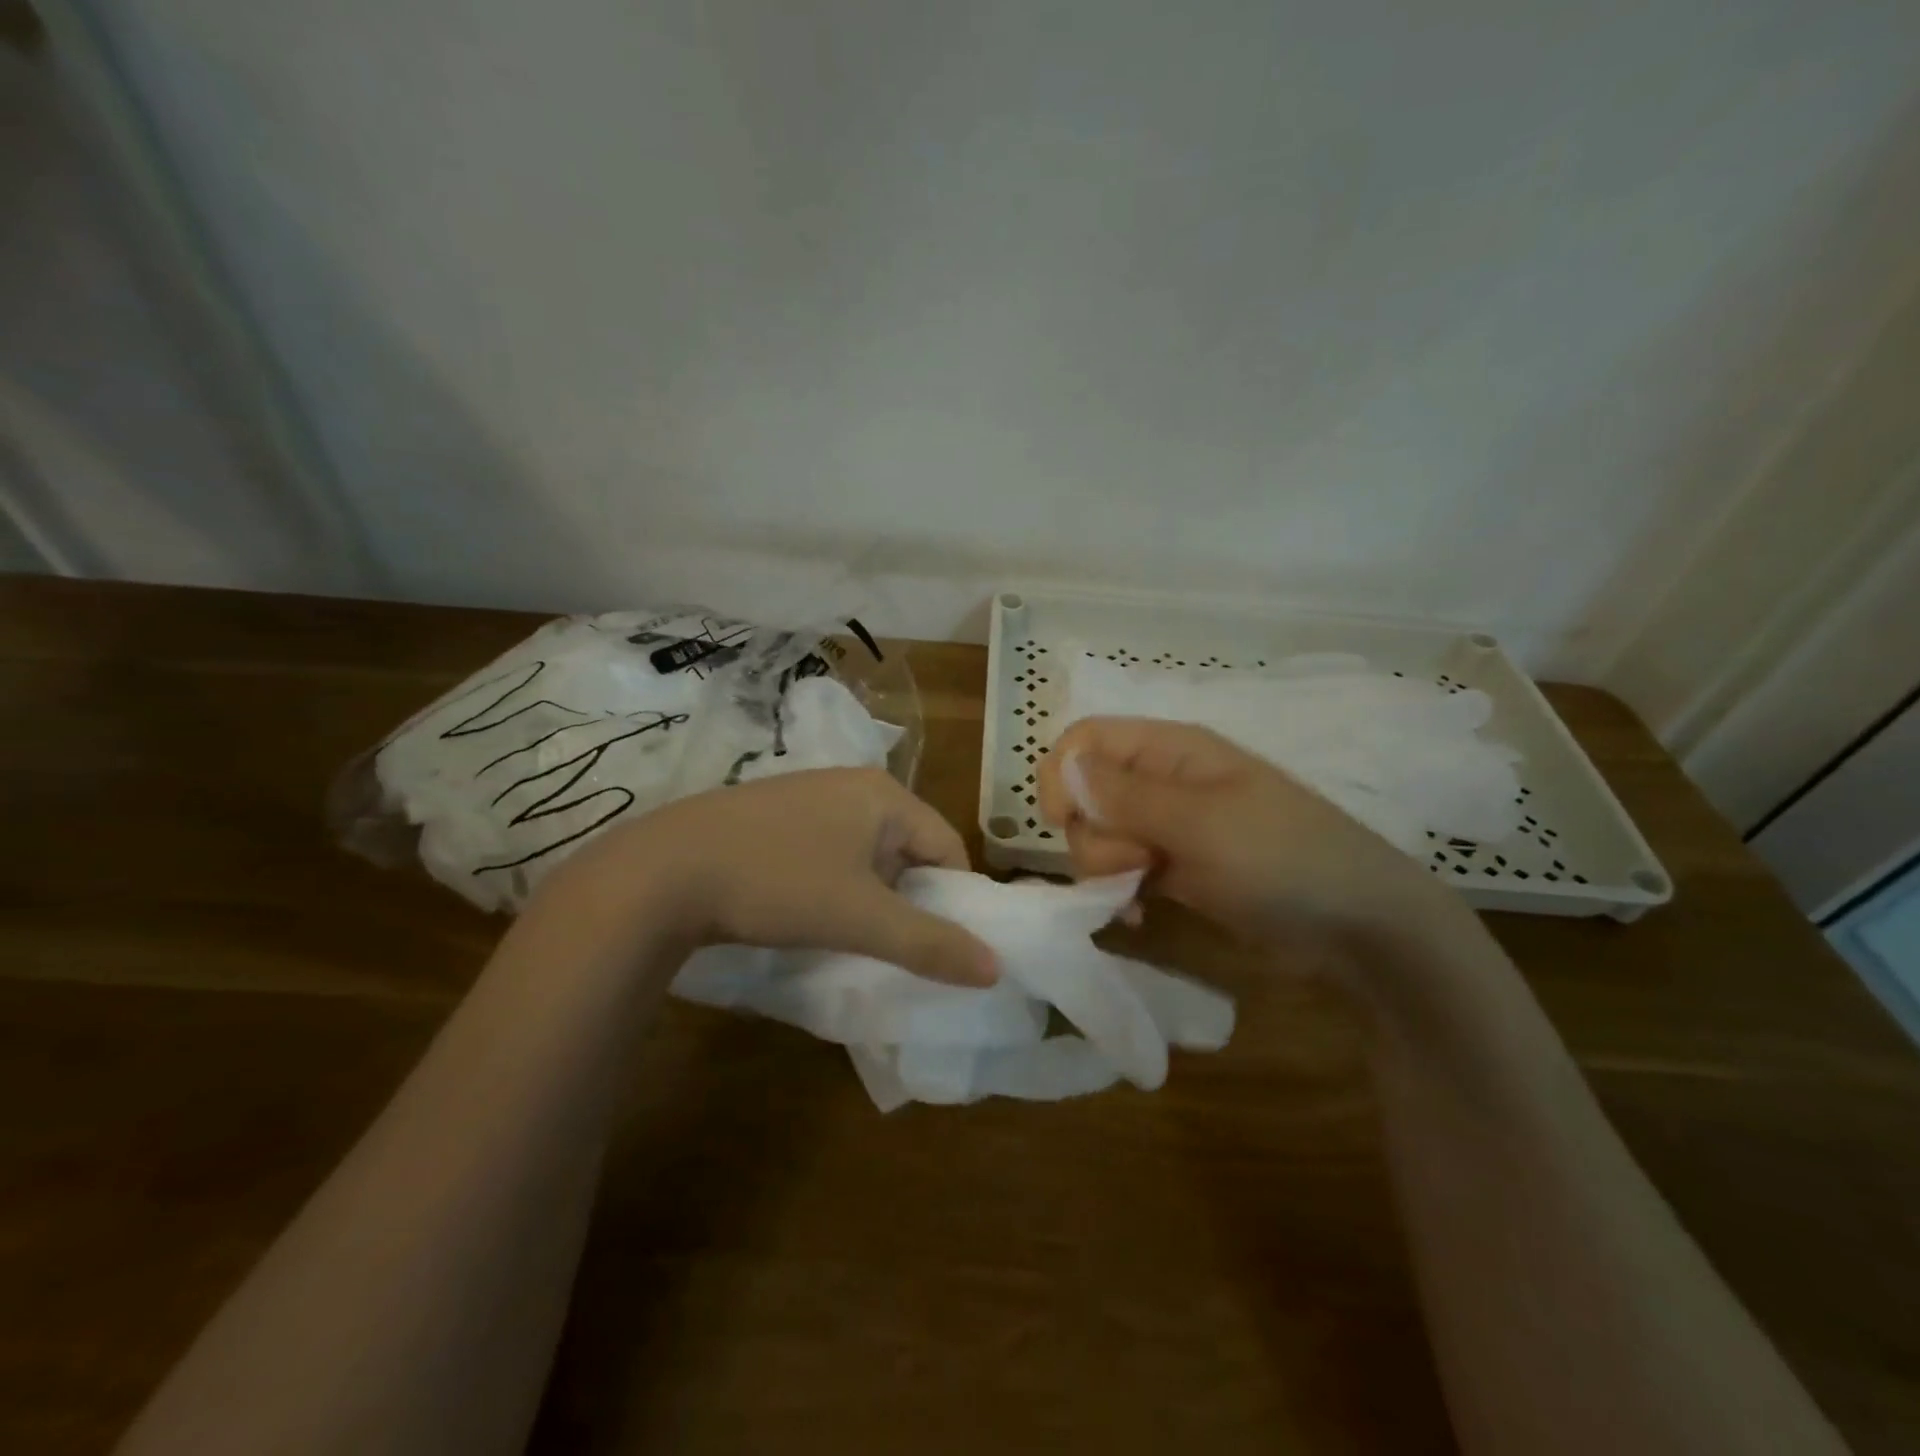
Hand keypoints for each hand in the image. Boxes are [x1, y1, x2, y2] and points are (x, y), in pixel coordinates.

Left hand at [526, 768, 998, 986]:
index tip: (939, 945)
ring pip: (867, 852)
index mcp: (884, 794)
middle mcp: (852, 784)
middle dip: (909, 898)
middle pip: (909, 849)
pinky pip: (829, 850)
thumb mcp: (860, 918)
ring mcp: (808, 795)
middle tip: (891, 944)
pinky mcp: (774, 814)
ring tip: (848, 934)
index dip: (953, 899)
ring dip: (870, 895)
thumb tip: (995, 968)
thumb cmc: (776, 883)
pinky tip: (807, 910)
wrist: (660, 871)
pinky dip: (834, 882)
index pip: (948, 847)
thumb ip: (930, 943)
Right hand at [1037, 717, 1463, 952]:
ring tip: (1145, 891)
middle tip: (1139, 861)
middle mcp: (1163, 781)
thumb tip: (1065, 766)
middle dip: (1094, 834)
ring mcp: (1170, 826)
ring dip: (1106, 868)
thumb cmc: (1283, 859)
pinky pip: (1123, 870)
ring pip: (1099, 835)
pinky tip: (1139, 914)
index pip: (1086, 740)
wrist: (1359, 927)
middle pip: (1085, 793)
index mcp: (1171, 750)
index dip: (1063, 774)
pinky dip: (1120, 892)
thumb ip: (1127, 796)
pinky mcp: (1176, 868)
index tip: (1064, 821)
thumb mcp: (1202, 824)